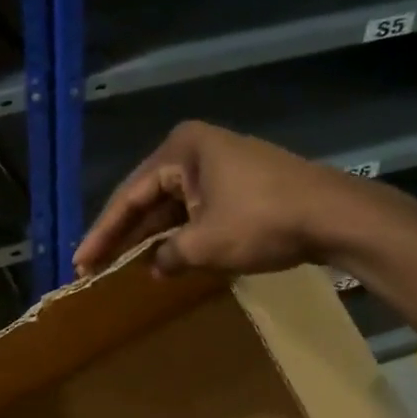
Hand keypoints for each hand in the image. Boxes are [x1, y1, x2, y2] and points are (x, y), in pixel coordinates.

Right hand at [75, 121, 375, 278]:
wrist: (335, 216)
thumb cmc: (261, 221)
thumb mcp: (204, 244)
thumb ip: (168, 255)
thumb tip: (154, 267)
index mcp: (180, 151)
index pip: (129, 196)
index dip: (103, 234)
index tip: (81, 263)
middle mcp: (196, 150)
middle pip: (148, 198)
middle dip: (123, 235)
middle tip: (94, 266)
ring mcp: (220, 165)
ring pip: (172, 205)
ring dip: (151, 237)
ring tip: (122, 266)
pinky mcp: (239, 183)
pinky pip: (195, 209)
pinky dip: (180, 234)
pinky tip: (164, 257)